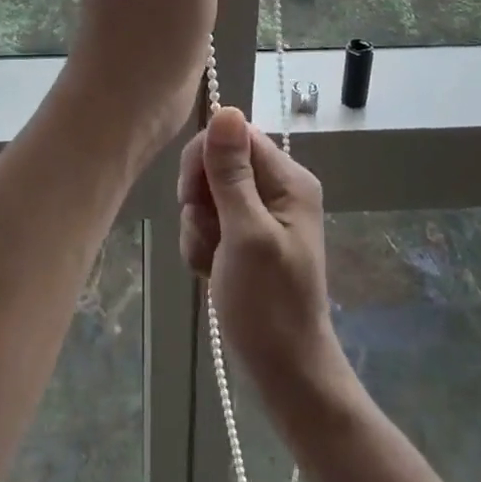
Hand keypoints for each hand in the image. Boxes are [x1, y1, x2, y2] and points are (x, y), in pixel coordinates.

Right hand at [179, 107, 345, 396]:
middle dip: (200, 199)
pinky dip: (202, 243)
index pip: (236, 136)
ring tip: (211, 260)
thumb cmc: (268, 304)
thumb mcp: (246, 233)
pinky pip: (210, 221)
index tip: (192, 197)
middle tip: (206, 234)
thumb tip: (226, 110)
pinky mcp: (246, 238)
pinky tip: (210, 270)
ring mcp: (262, 215)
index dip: (205, 159)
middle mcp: (278, 189)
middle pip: (219, 164)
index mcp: (288, 180)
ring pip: (208, 195)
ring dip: (198, 227)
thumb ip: (232, 173)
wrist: (284, 371)